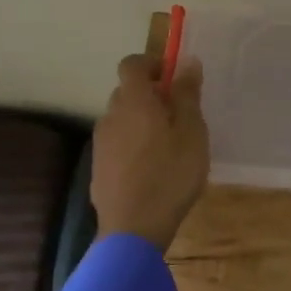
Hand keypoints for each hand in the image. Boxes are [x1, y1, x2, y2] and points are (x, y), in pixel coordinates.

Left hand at [91, 53, 210, 249]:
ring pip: (122, 119)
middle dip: (150, 95)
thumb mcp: (192, 132)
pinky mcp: (98, 168)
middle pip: (127, 92)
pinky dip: (133, 145)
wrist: (133, 229)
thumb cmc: (171, 174)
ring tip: (169, 145)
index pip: (132, 64)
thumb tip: (186, 61)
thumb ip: (187, 94)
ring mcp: (101, 143)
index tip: (173, 77)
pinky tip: (152, 169)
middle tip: (179, 114)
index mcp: (134, 101)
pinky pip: (118, 144)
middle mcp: (111, 116)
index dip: (152, 63)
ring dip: (142, 121)